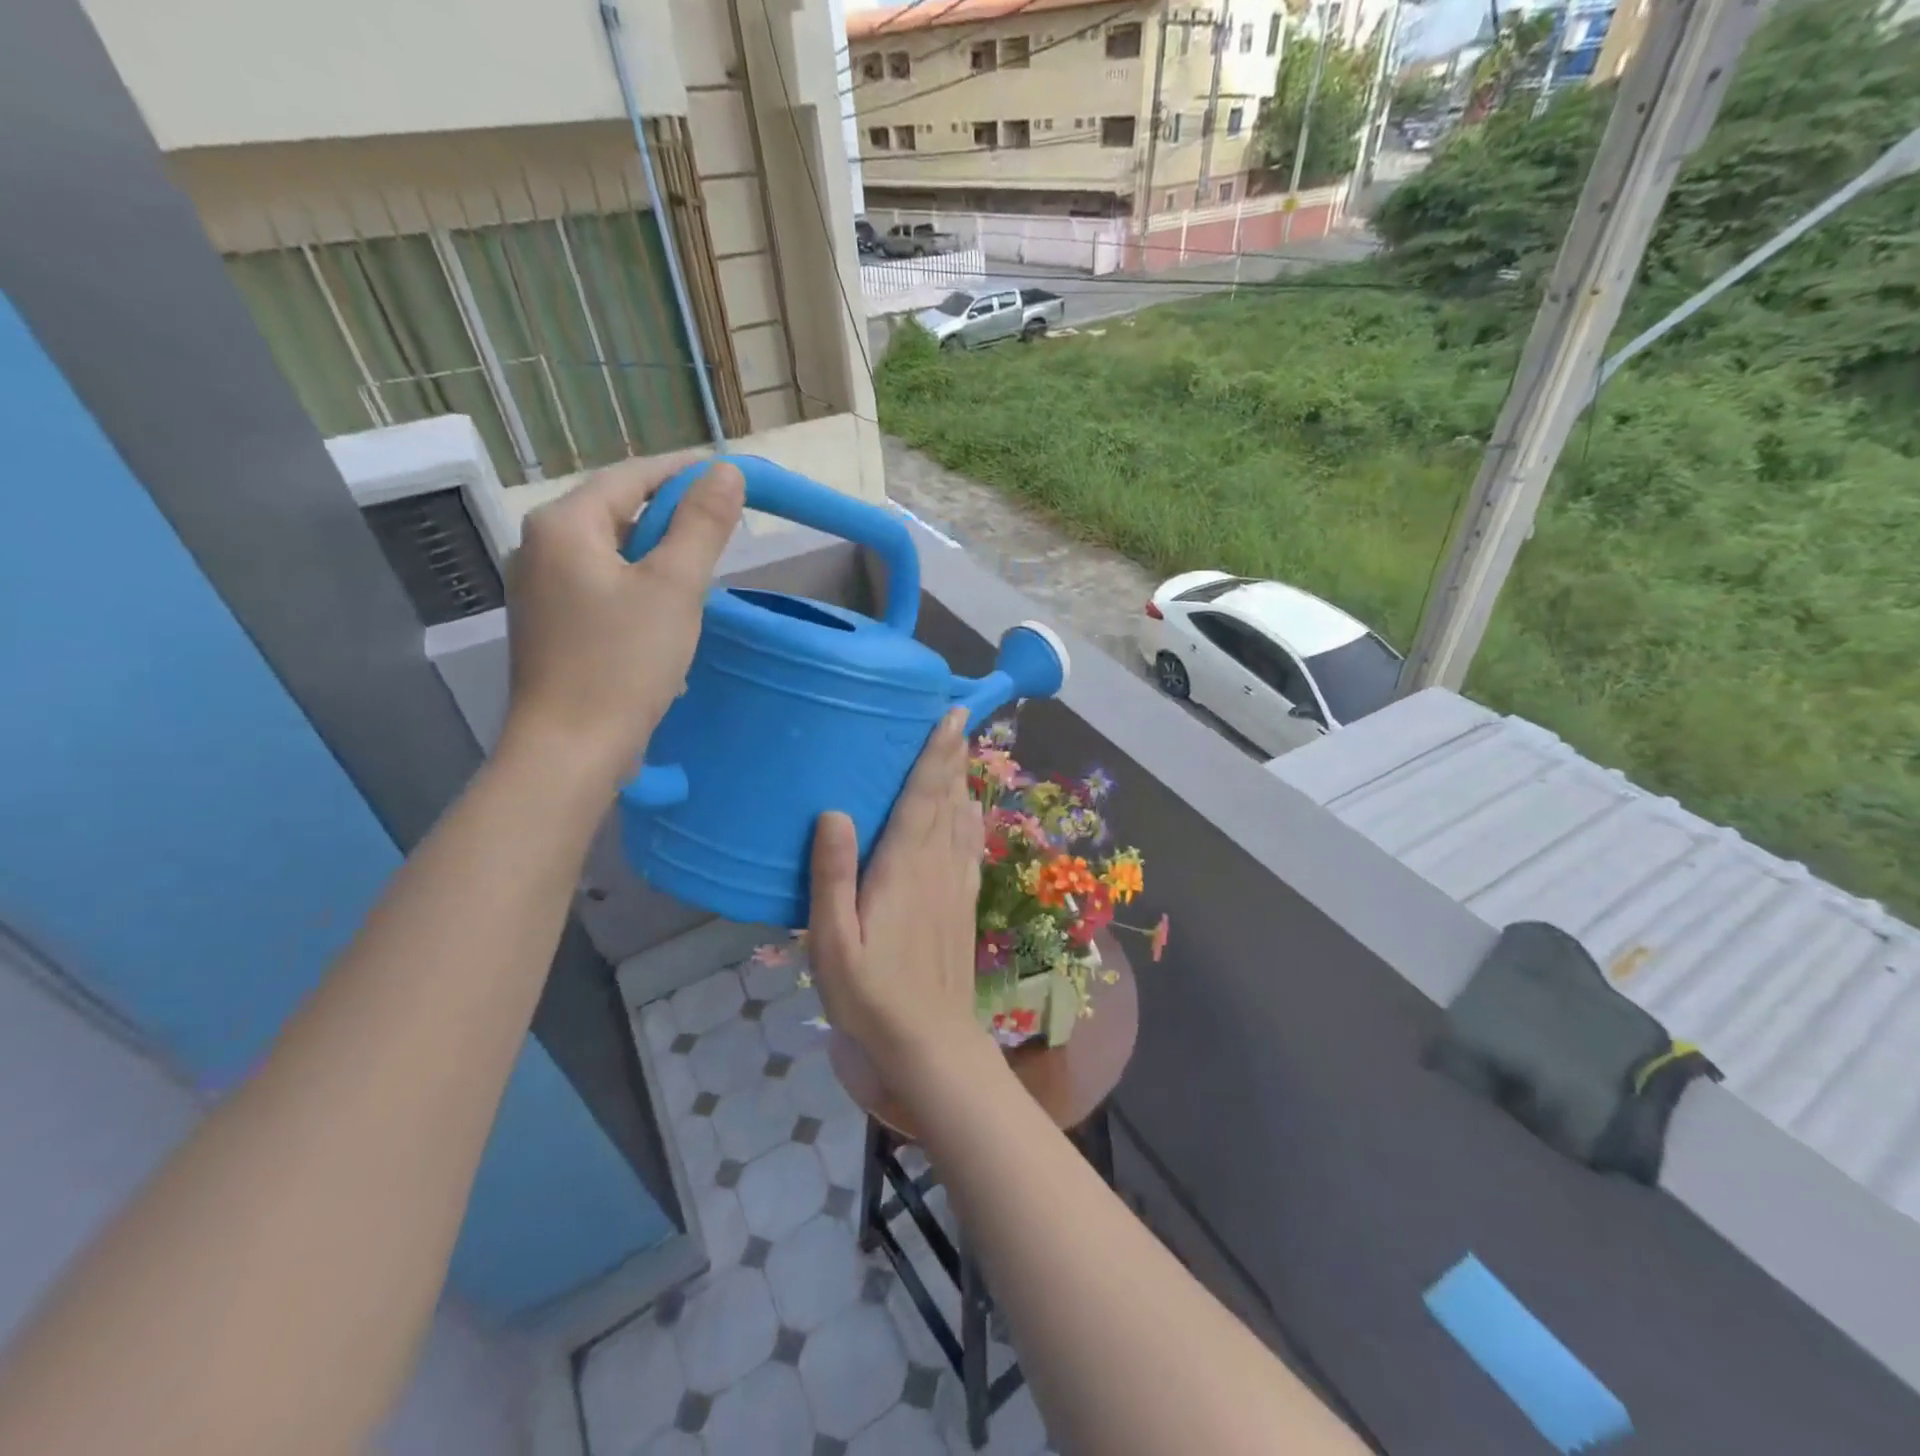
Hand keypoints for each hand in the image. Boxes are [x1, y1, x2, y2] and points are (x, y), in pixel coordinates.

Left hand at [502, 453, 743, 786]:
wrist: (570, 750)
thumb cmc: (623, 664)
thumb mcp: (675, 588)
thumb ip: (702, 525)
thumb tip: (726, 472)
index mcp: (564, 525)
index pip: (630, 476)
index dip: (683, 472)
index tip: (729, 476)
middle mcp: (540, 547)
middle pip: (617, 512)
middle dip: (672, 519)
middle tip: (722, 531)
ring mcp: (539, 589)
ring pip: (612, 554)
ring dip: (658, 558)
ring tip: (700, 579)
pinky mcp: (550, 625)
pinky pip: (601, 588)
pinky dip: (638, 590)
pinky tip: (665, 621)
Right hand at [809, 709, 987, 1089]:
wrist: (929, 1044)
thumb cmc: (871, 995)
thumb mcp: (832, 942)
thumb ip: (832, 877)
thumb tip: (835, 812)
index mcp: (904, 868)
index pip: (924, 797)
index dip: (937, 754)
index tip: (951, 715)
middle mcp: (937, 867)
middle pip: (948, 799)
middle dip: (953, 757)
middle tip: (957, 718)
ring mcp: (956, 886)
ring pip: (962, 819)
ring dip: (962, 781)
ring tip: (962, 751)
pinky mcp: (965, 905)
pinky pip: (970, 847)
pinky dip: (970, 819)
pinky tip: (969, 812)